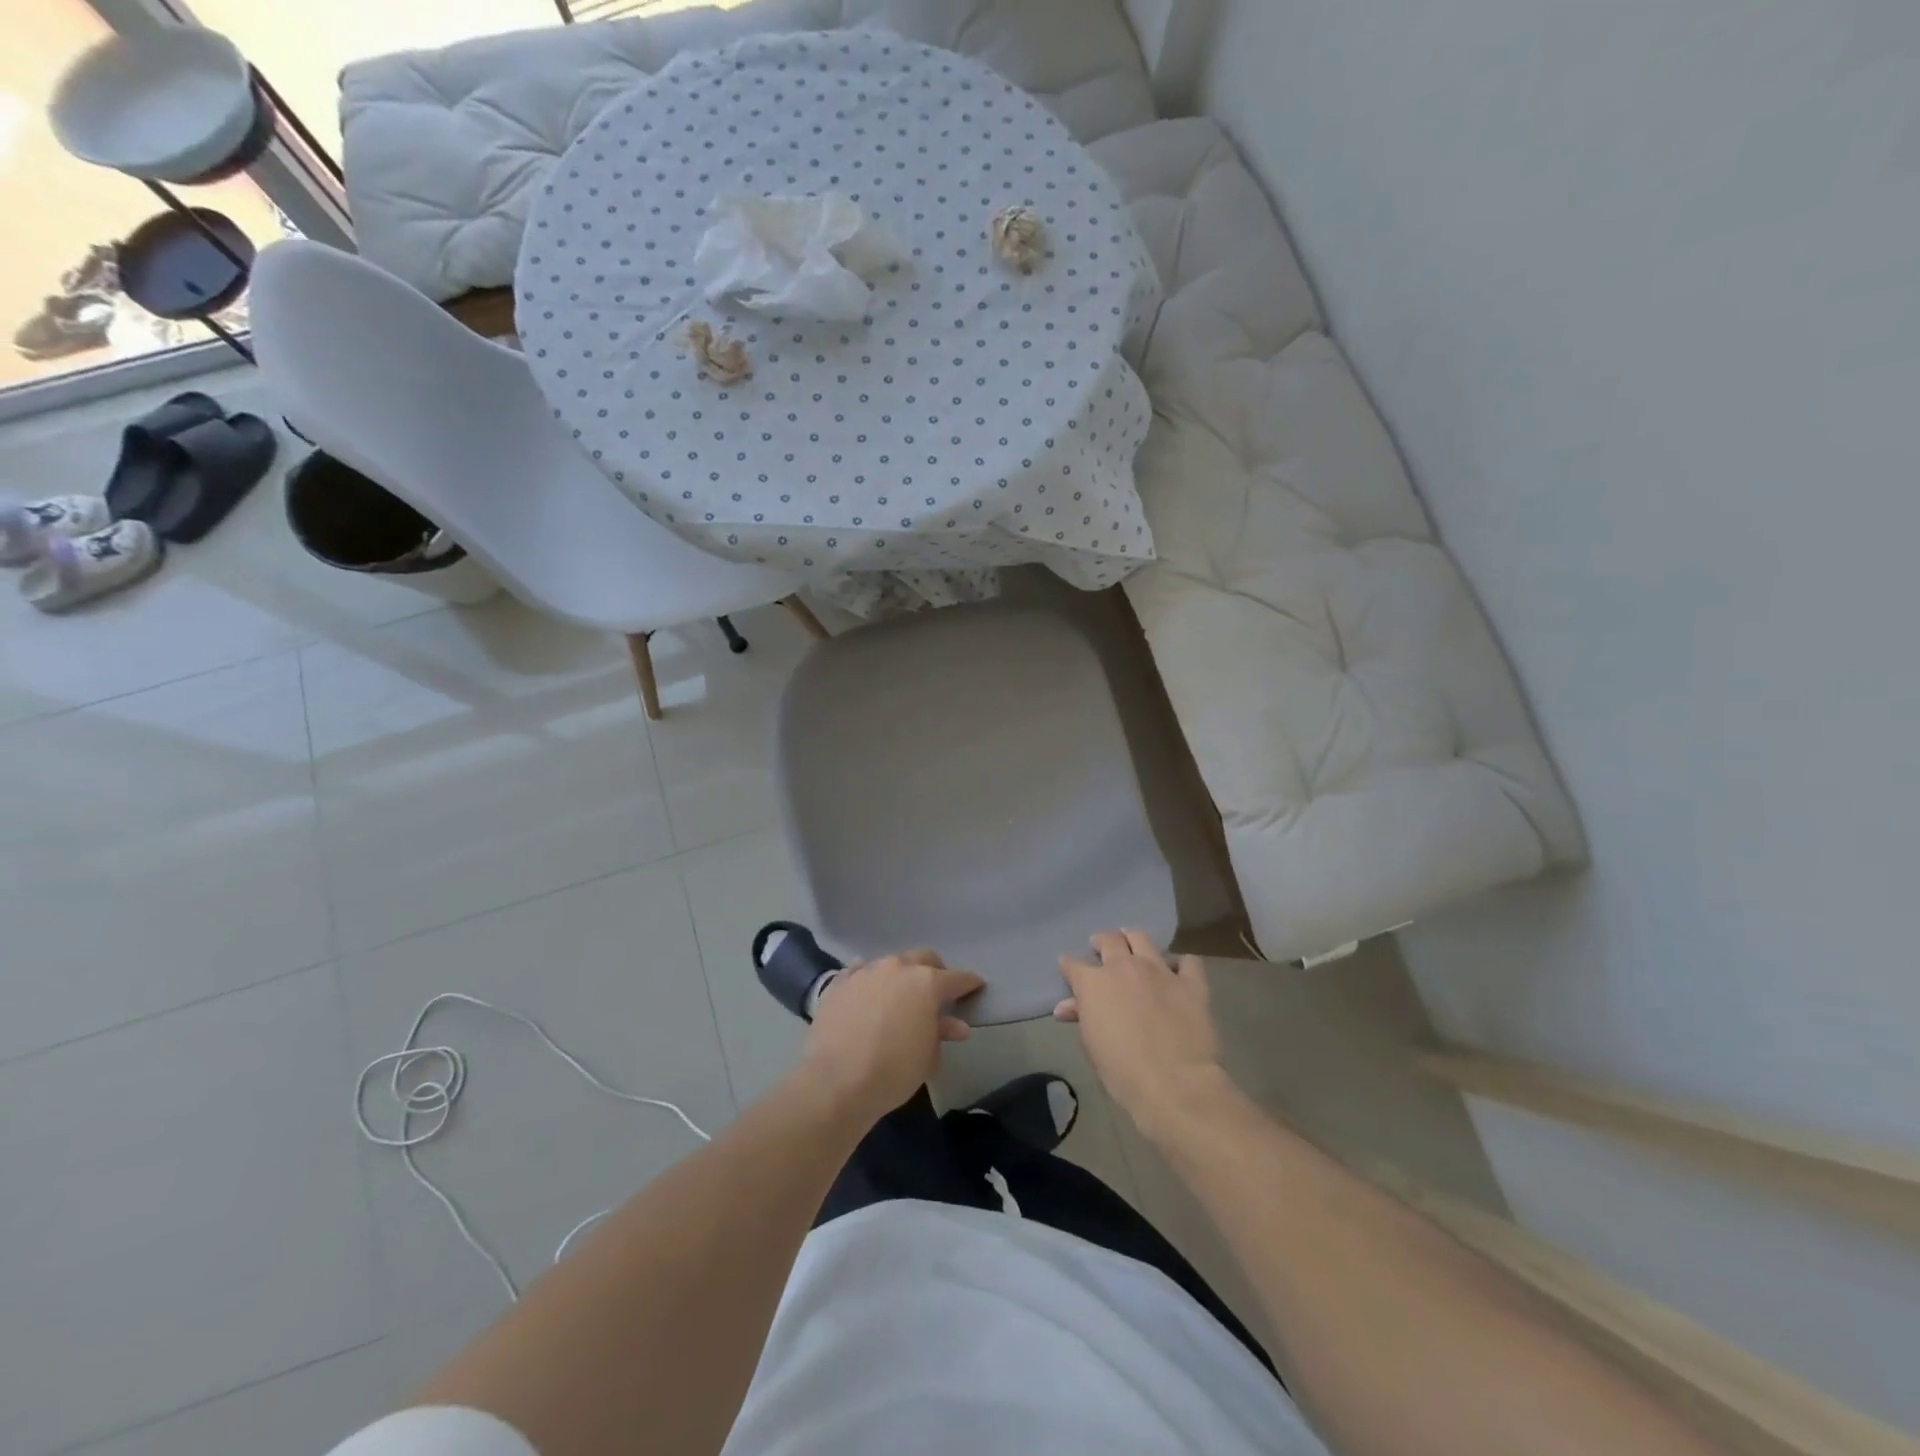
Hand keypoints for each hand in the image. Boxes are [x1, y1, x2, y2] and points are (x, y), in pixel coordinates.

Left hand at [798, 950, 982, 1124]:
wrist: (836, 1082)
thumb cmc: (893, 1072)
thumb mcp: (928, 1057)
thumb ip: (941, 1033)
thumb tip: (955, 1024)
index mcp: (926, 983)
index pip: (957, 978)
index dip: (969, 983)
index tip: (976, 987)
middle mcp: (896, 968)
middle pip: (923, 958)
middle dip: (935, 971)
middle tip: (937, 991)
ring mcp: (865, 972)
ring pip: (890, 963)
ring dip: (900, 976)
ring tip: (900, 996)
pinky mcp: (838, 983)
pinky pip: (859, 973)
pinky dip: (869, 981)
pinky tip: (868, 994)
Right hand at [1057, 930, 1227, 1141]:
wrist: (1174, 1084)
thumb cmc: (1122, 1072)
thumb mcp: (1091, 1046)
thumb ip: (1081, 1017)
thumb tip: (1066, 1006)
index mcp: (1094, 983)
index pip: (1073, 964)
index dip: (1068, 966)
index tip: (1068, 969)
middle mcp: (1125, 967)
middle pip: (1109, 940)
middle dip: (1102, 942)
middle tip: (1101, 949)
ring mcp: (1160, 971)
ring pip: (1142, 938)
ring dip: (1133, 941)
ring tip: (1134, 949)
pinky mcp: (1191, 983)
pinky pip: (1187, 961)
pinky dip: (1180, 964)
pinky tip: (1177, 973)